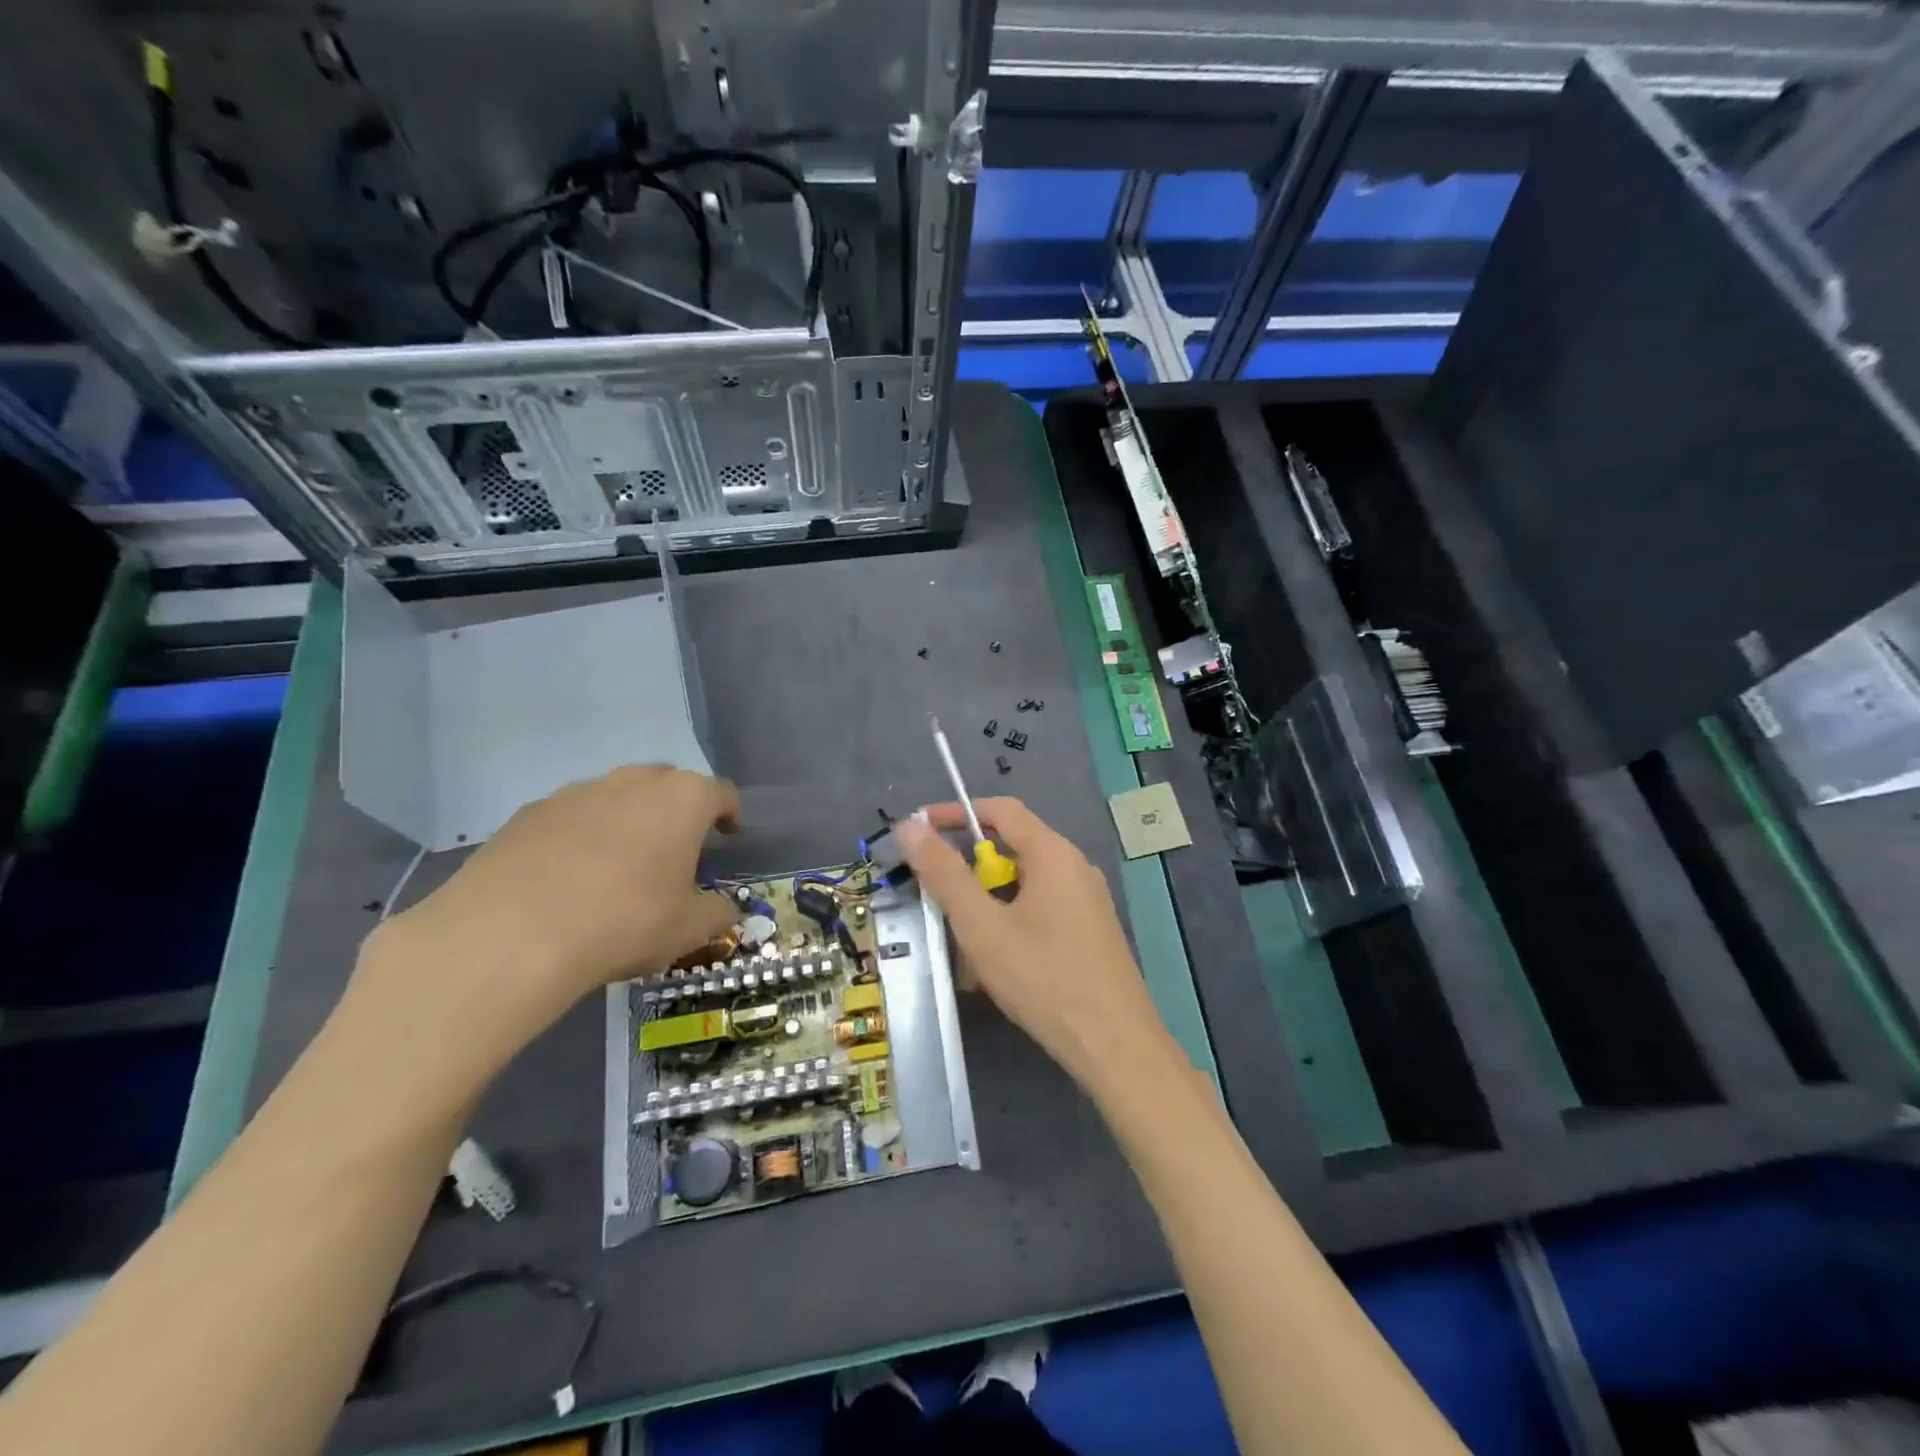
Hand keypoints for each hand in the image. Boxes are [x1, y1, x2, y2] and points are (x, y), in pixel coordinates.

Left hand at [347, 766, 739, 1091]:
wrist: (511, 934)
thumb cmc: (625, 921)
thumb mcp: (689, 928)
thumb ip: (717, 913)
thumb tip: (723, 909)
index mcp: (683, 799)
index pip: (721, 794)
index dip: (730, 815)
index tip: (730, 837)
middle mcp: (633, 781)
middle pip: (668, 786)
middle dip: (677, 812)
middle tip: (675, 851)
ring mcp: (577, 792)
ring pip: (616, 797)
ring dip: (627, 821)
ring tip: (619, 867)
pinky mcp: (528, 812)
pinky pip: (570, 818)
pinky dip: (580, 837)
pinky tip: (568, 879)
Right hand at [896, 799, 1178, 1095]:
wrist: (1115, 1046)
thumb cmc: (1044, 979)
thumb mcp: (982, 927)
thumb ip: (945, 874)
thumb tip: (911, 826)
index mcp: (1054, 854)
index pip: (1002, 810)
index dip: (957, 813)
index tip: (920, 828)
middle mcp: (1075, 868)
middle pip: (1013, 848)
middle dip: (970, 869)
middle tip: (935, 895)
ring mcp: (1088, 901)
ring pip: (1025, 886)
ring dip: (988, 904)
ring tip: (961, 941)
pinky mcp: (1091, 932)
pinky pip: (1041, 910)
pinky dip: (1011, 923)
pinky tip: (994, 964)